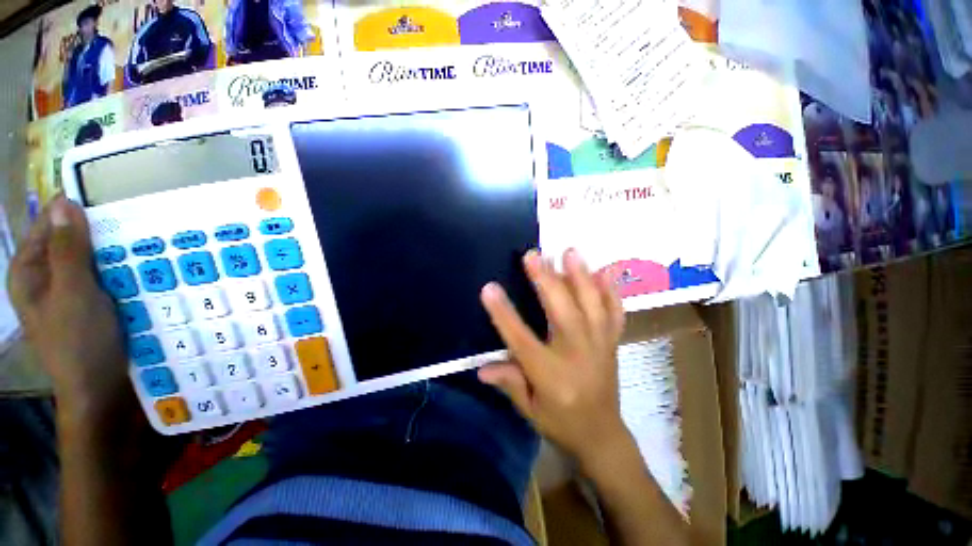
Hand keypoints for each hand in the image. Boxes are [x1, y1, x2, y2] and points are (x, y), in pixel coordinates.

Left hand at [9, 197, 128, 416]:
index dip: (76, 211)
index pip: (49, 224)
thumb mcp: (73, 293)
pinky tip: (141, 269)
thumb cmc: (79, 341)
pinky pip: (105, 276)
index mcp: (30, 270)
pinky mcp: (91, 303)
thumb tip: (64, 202)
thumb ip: (67, 249)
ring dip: (115, 253)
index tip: (112, 202)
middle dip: (101, 233)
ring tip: (145, 245)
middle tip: (135, 225)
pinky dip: (121, 270)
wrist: (100, 388)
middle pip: (72, 241)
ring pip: (92, 259)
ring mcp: (69, 291)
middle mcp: (46, 276)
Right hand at [479, 249, 630, 468]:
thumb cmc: (561, 423)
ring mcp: (599, 345)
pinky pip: (614, 313)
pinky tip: (604, 272)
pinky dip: (610, 291)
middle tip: (533, 254)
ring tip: (570, 252)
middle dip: (546, 280)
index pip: (521, 339)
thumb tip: (480, 367)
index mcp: (551, 374)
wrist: (603, 436)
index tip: (489, 288)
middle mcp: (577, 354)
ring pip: (591, 305)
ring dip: (580, 276)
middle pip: (561, 312)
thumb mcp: (529, 410)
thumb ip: (508, 383)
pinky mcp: (612, 343)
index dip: (503, 313)